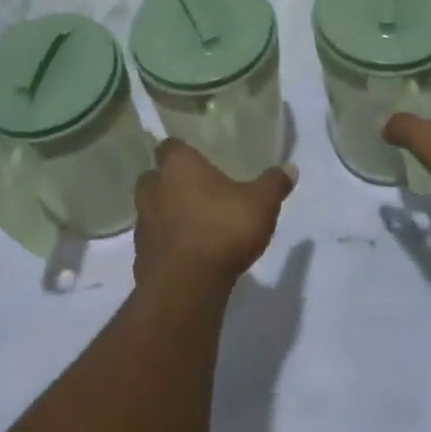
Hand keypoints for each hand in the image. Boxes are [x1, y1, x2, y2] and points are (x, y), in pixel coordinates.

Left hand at [134, 140, 294, 294]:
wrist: (187, 285)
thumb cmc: (223, 229)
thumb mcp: (261, 203)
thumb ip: (274, 183)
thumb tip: (290, 168)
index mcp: (177, 166)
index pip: (169, 146)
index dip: (182, 152)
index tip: (197, 159)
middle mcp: (153, 189)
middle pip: (154, 178)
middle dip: (169, 183)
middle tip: (195, 192)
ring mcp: (142, 224)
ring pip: (150, 210)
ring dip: (166, 215)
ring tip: (194, 225)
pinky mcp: (140, 256)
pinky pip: (153, 243)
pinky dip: (166, 245)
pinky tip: (187, 254)